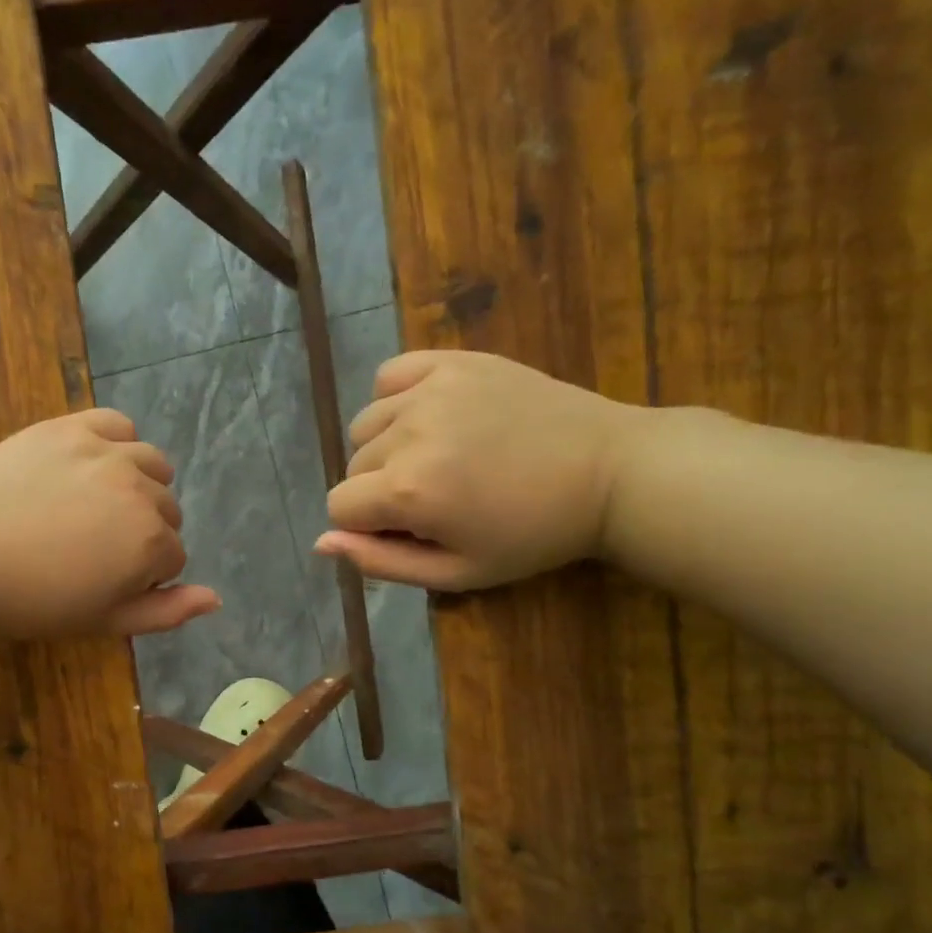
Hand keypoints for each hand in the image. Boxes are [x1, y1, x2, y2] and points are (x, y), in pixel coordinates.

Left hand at [0, 409, 219, 638]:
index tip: (103, 583)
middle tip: (93, 550)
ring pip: (152, 465)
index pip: (174, 557)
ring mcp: (106, 452)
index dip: (143, 576)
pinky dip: (118, 443)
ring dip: (140, 487)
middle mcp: (140, 490)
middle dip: (143, 533)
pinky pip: (118, 424)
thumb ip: (165, 613)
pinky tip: (95, 464)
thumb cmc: (28, 601)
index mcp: (150, 542)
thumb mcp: (102, 622)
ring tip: (96, 507)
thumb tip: (216, 598)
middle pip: (167, 511)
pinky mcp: (69, 427)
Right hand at [315, 351, 647, 590]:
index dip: (367, 526)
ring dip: (386, 447)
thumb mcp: (456, 572)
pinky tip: (427, 416)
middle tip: (435, 498)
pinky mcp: (454, 361)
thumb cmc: (532, 535)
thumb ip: (381, 562)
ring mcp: (430, 389)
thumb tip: (321, 542)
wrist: (610, 472)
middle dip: (379, 489)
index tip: (410, 529)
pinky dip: (396, 399)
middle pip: (353, 465)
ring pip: (366, 423)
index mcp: (407, 489)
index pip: (339, 506)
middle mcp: (407, 432)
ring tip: (436, 457)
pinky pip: (391, 375)